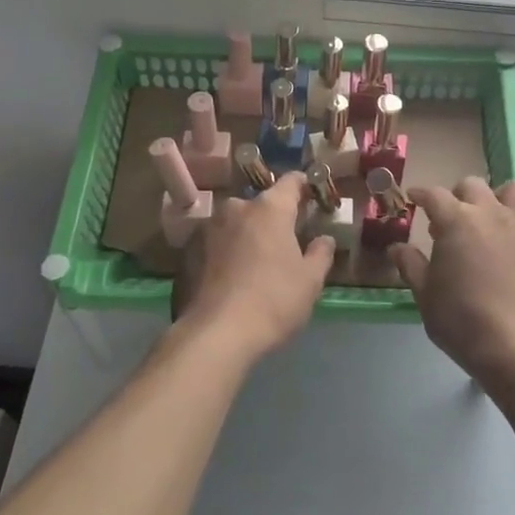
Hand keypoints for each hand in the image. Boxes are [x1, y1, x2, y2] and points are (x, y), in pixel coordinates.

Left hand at [174, 173, 334, 358]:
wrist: (216, 333)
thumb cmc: (274, 300)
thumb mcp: (310, 280)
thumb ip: (321, 253)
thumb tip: (324, 239)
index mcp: (270, 208)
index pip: (291, 181)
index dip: (305, 186)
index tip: (313, 197)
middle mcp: (237, 208)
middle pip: (262, 204)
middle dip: (274, 218)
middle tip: (287, 241)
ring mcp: (209, 228)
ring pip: (236, 223)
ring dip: (248, 235)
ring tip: (258, 262)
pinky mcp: (190, 250)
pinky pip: (217, 243)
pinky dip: (227, 252)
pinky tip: (233, 277)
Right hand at [389, 178, 514, 388]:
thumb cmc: (461, 320)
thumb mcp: (425, 295)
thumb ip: (410, 265)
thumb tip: (397, 248)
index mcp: (456, 221)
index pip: (434, 195)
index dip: (421, 195)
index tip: (414, 199)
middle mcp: (491, 214)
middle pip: (473, 185)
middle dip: (458, 195)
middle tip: (451, 221)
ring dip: (504, 195)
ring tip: (496, 216)